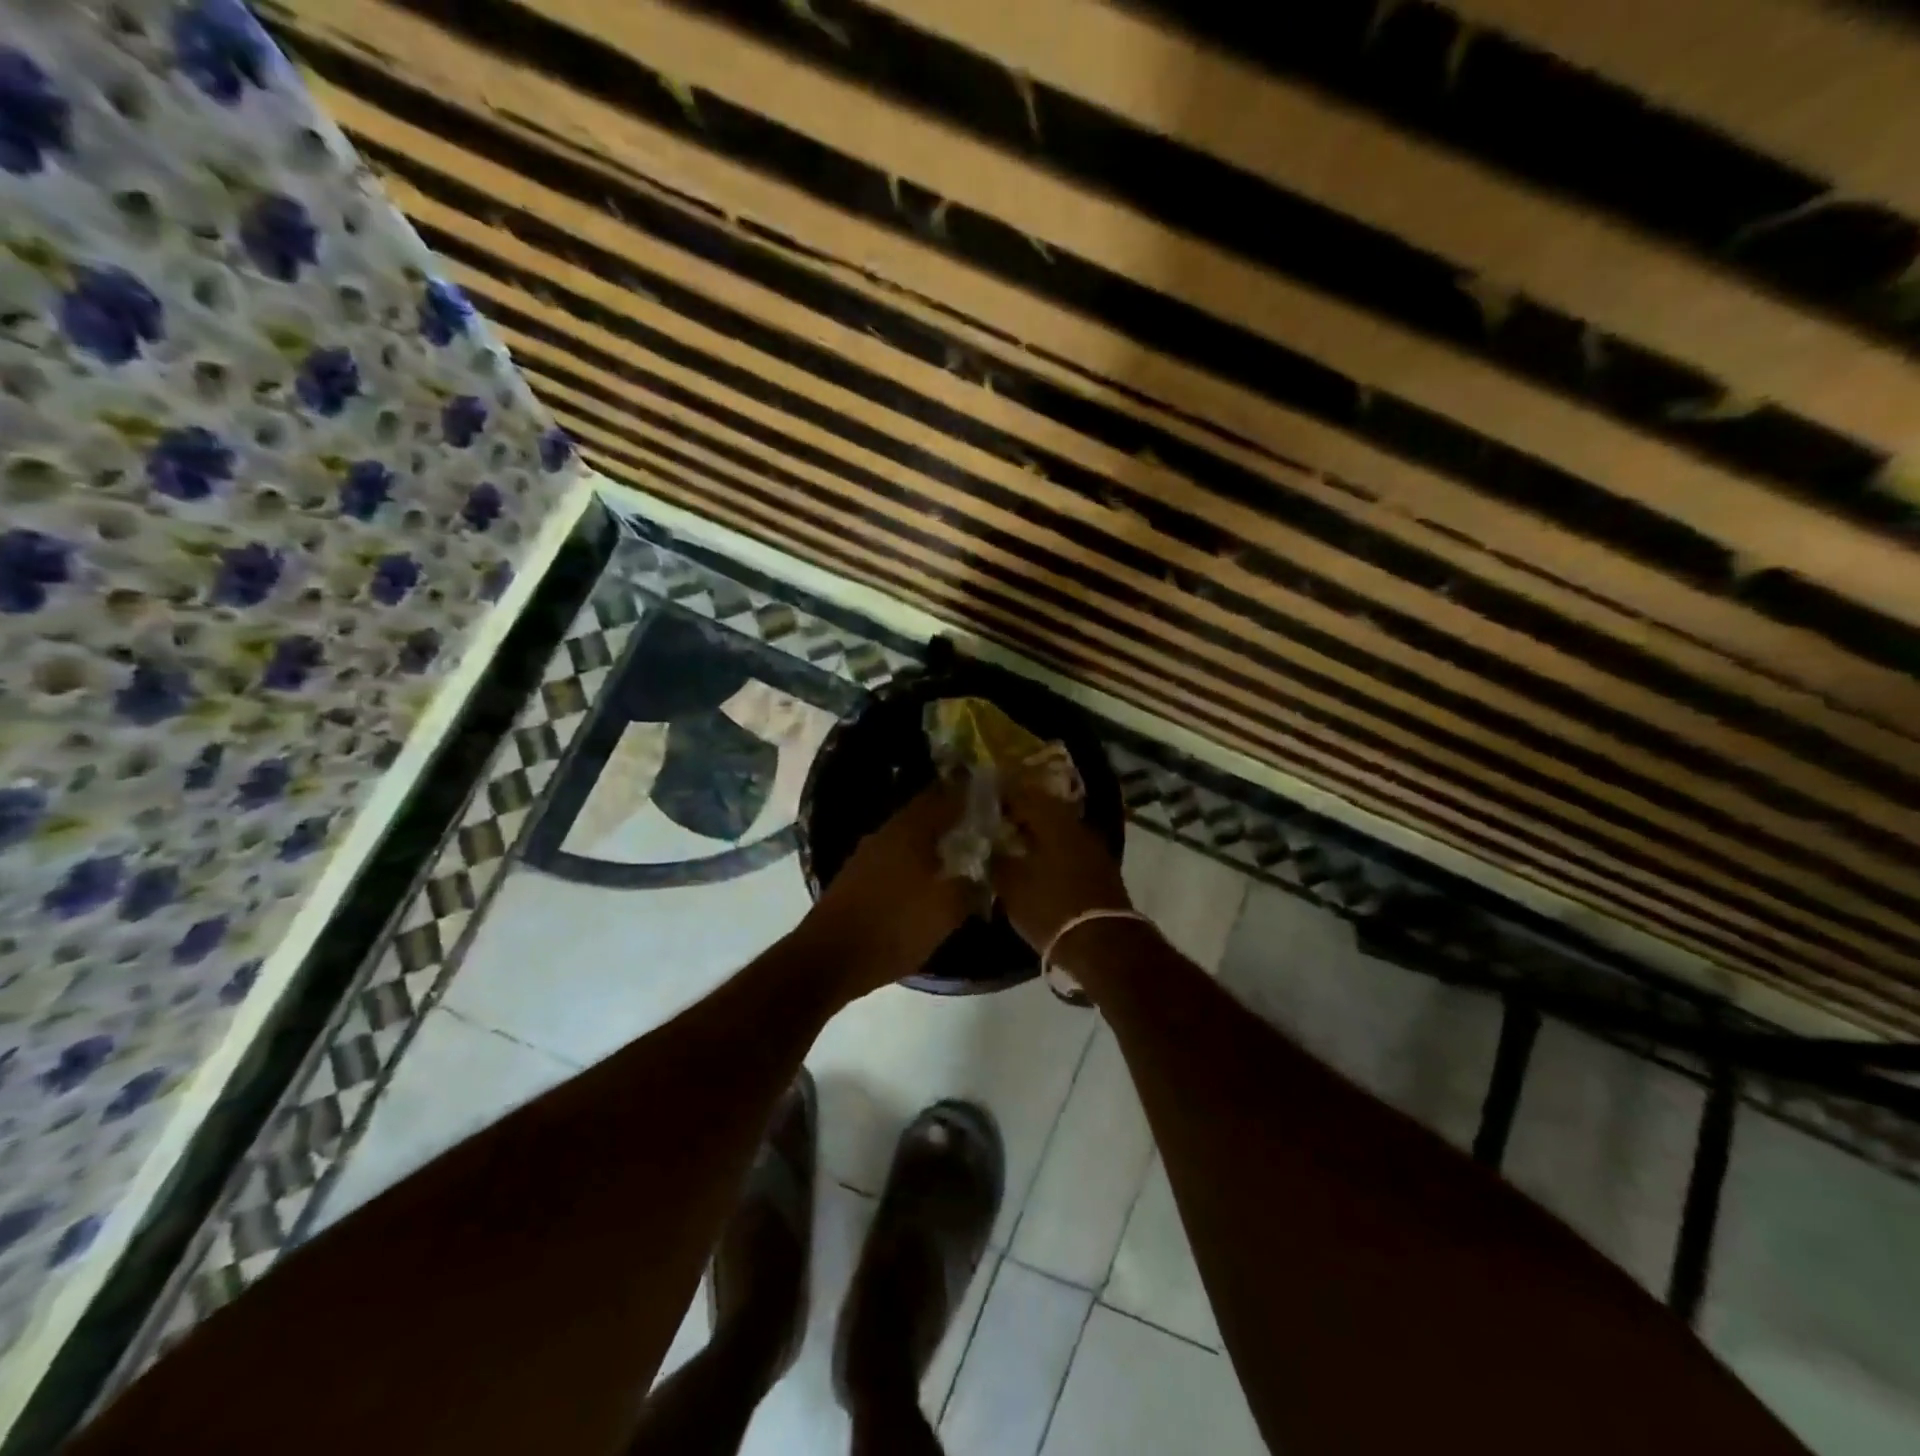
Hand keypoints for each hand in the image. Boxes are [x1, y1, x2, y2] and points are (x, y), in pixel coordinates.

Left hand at [803, 782, 983, 1000]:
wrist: (830, 958)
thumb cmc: (894, 927)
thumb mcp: (946, 911)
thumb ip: (970, 887)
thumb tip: (984, 874)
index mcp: (910, 830)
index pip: (944, 796)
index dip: (968, 794)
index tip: (991, 797)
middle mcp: (887, 832)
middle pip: (925, 814)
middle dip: (952, 818)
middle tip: (981, 828)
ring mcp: (868, 854)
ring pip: (909, 837)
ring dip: (933, 842)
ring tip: (960, 855)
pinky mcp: (857, 876)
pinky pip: (895, 858)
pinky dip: (915, 862)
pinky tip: (928, 880)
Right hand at [990, 771, 1131, 952]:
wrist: (1103, 944)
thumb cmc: (1051, 908)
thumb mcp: (1012, 886)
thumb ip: (997, 859)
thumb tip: (990, 844)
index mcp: (1053, 821)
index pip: (1023, 796)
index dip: (1002, 799)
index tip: (985, 805)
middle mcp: (1077, 826)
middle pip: (1045, 810)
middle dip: (1022, 815)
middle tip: (1000, 824)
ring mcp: (1094, 847)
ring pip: (1060, 830)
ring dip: (1039, 834)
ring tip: (1017, 845)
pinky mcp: (1102, 868)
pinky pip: (1071, 848)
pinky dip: (1054, 851)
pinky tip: (1040, 864)